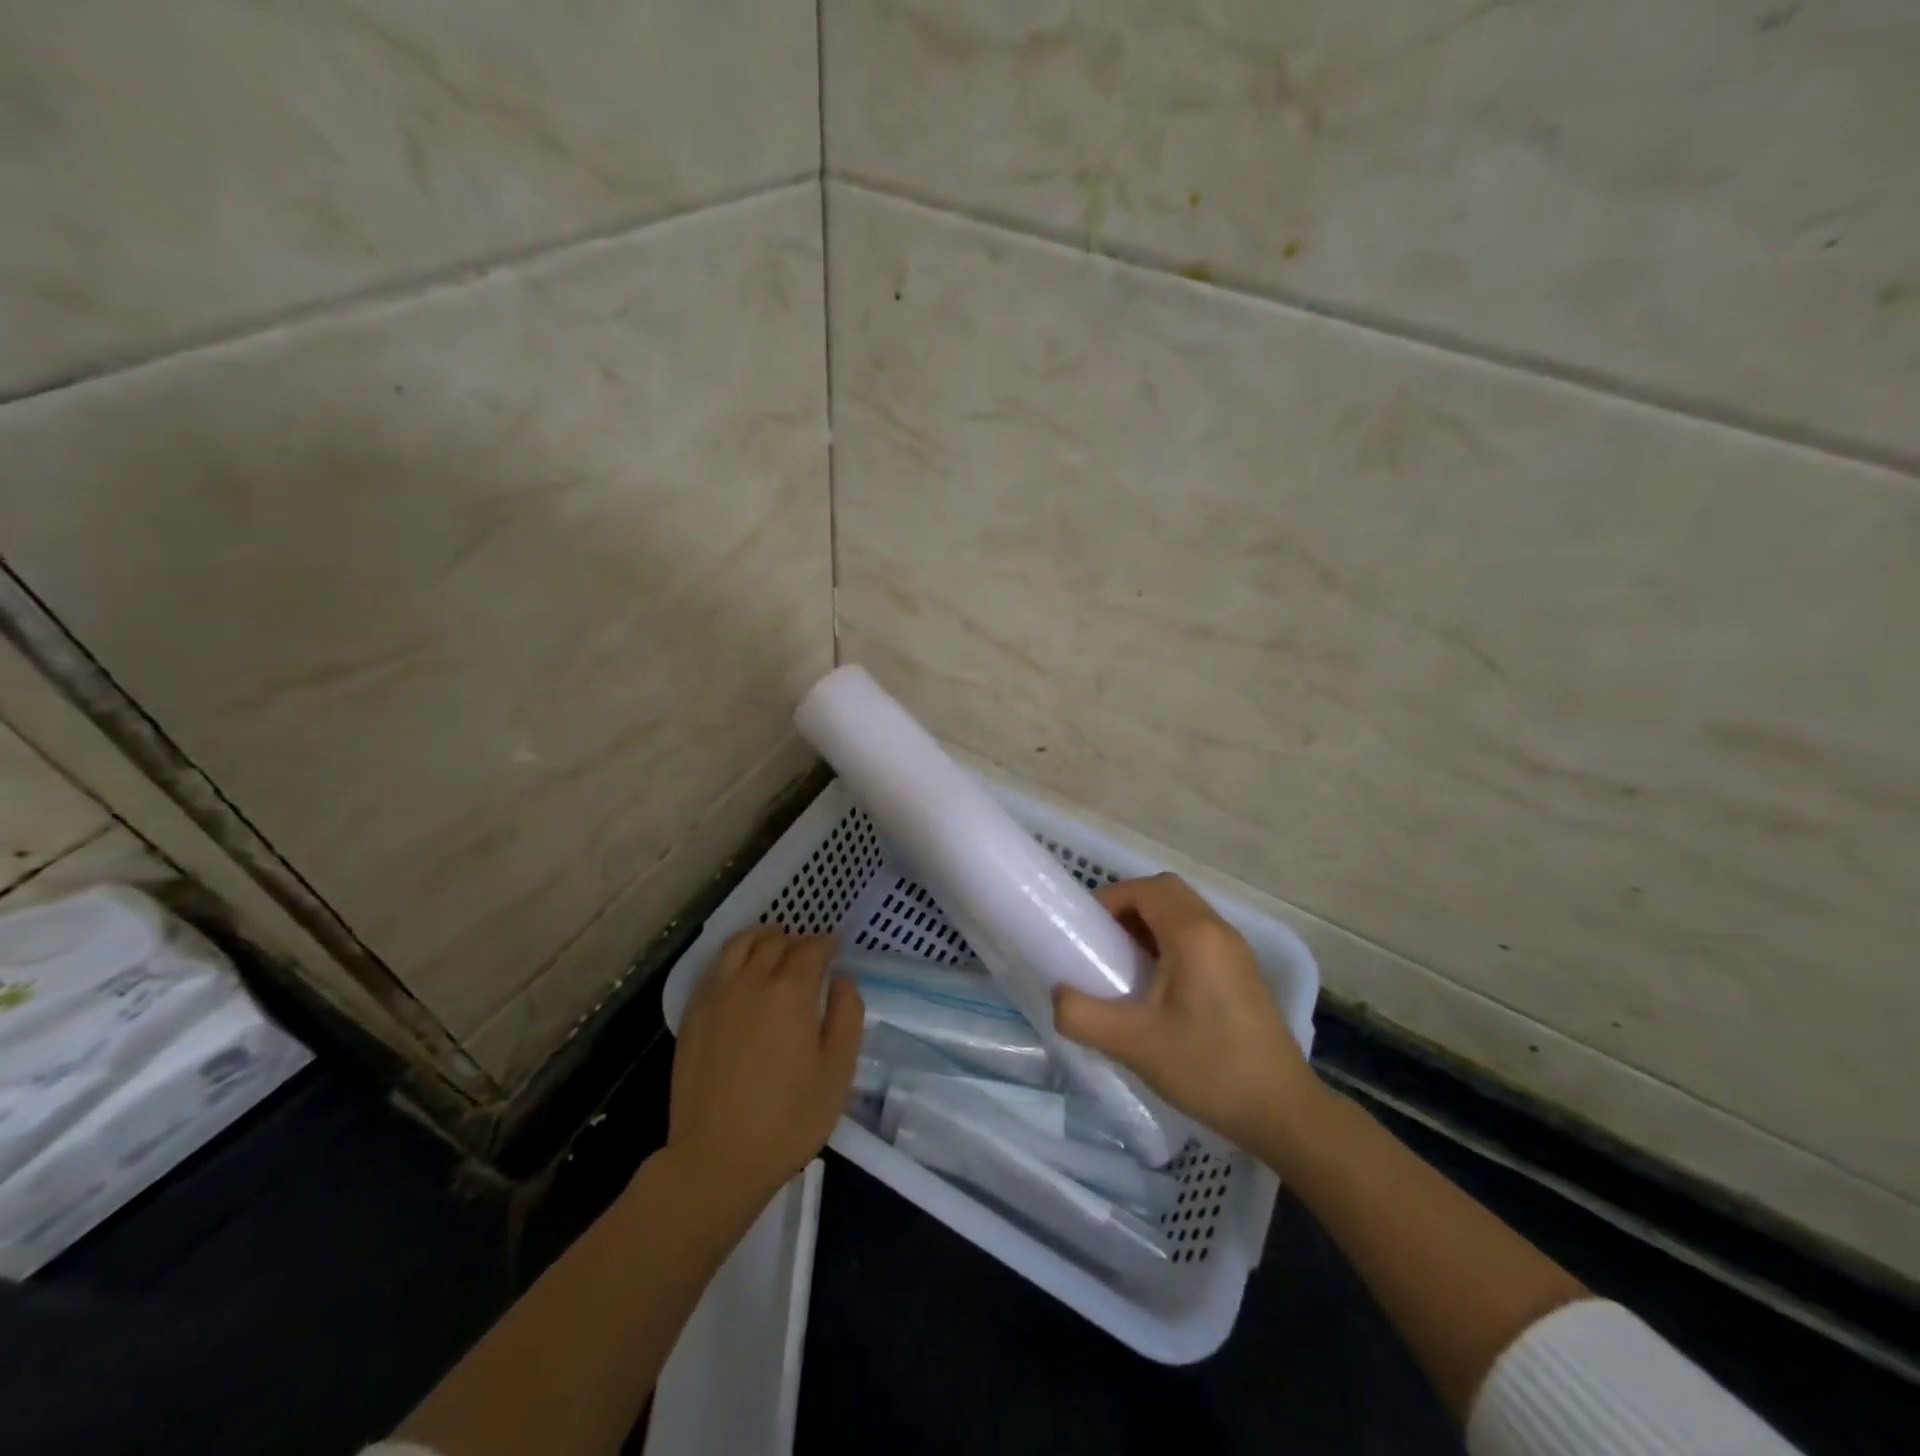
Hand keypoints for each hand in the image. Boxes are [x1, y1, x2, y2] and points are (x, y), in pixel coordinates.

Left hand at [667, 929, 861, 1216]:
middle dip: (797, 940)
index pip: (811, 948)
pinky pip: (714, 968)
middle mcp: (750, 981)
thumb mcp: (838, 1071)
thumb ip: (847, 1015)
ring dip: (761, 937)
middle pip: (775, 941)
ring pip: (738, 945)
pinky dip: (733, 957)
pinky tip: (740, 973)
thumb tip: (842, 980)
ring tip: (773, 945)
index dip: (826, 943)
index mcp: (790, 991)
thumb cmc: (788, 1119)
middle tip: (809, 953)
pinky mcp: (692, 1015)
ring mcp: (716, 996)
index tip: (835, 947)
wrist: (716, 1160)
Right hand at [1053, 873, 1314, 1149]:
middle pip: (1167, 893)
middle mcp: (1219, 930)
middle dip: (1128, 907)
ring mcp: (1236, 951)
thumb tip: (1057, 996)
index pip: (1146, 889)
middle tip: (1101, 942)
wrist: (1282, 1111)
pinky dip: (1170, 942)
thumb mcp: (1133, 1044)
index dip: (1110, 899)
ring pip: (1184, 913)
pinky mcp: (1243, 973)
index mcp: (1194, 934)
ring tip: (1123, 964)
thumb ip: (1082, 1015)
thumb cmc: (1207, 1067)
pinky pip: (1199, 936)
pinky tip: (1156, 987)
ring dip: (1149, 924)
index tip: (1084, 929)